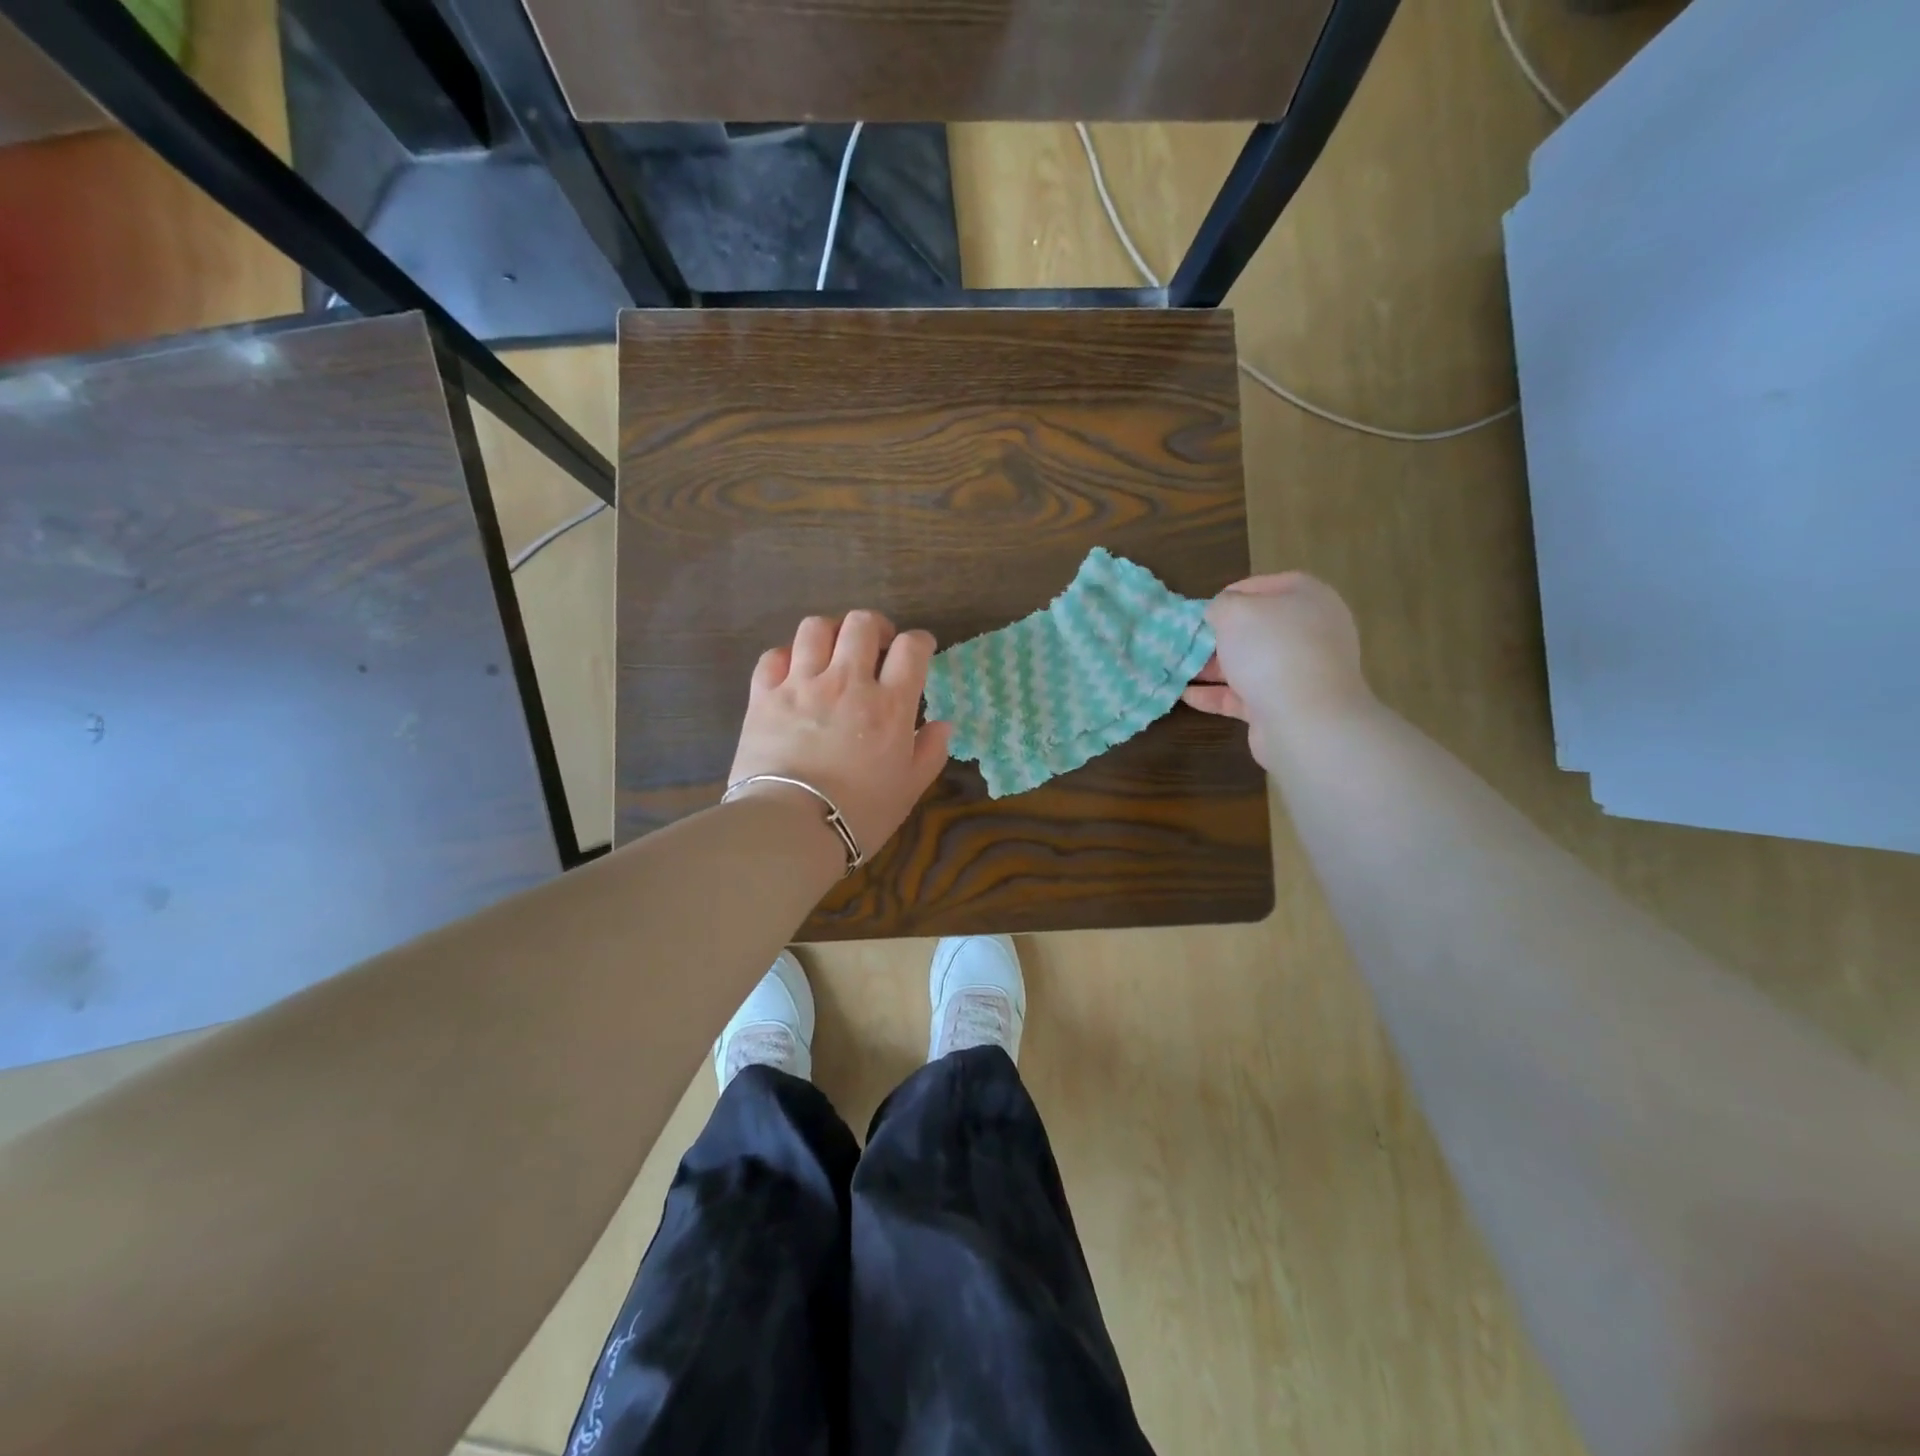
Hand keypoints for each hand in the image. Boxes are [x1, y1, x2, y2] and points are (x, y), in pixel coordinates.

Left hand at [728, 610, 952, 856]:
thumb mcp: (909, 790)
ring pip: (816, 628)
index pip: (911, 648)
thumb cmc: (859, 814)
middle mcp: (847, 682)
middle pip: (862, 624)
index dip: (920, 641)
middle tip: (877, 646)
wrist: (790, 827)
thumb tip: (942, 724)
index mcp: (889, 704)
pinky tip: (795, 672)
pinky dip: (788, 656)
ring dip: (831, 633)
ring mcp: (802, 684)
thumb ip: (930, 752)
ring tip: (834, 652)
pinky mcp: (764, 696)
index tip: (920, 649)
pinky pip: (774, 655)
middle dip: (875, 627)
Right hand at [1183, 573, 1371, 768]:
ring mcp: (1299, 671)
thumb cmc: (1270, 650)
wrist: (1304, 718)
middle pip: (1256, 629)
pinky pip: (1245, 695)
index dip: (1230, 594)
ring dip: (1213, 667)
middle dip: (1218, 635)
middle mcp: (1309, 632)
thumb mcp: (1235, 612)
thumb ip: (1221, 605)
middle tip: (1187, 640)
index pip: (1264, 586)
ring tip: (1177, 668)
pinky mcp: (1284, 705)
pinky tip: (1186, 695)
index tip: (1202, 609)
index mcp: (1307, 598)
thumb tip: (1220, 612)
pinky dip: (1217, 694)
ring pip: (1249, 664)